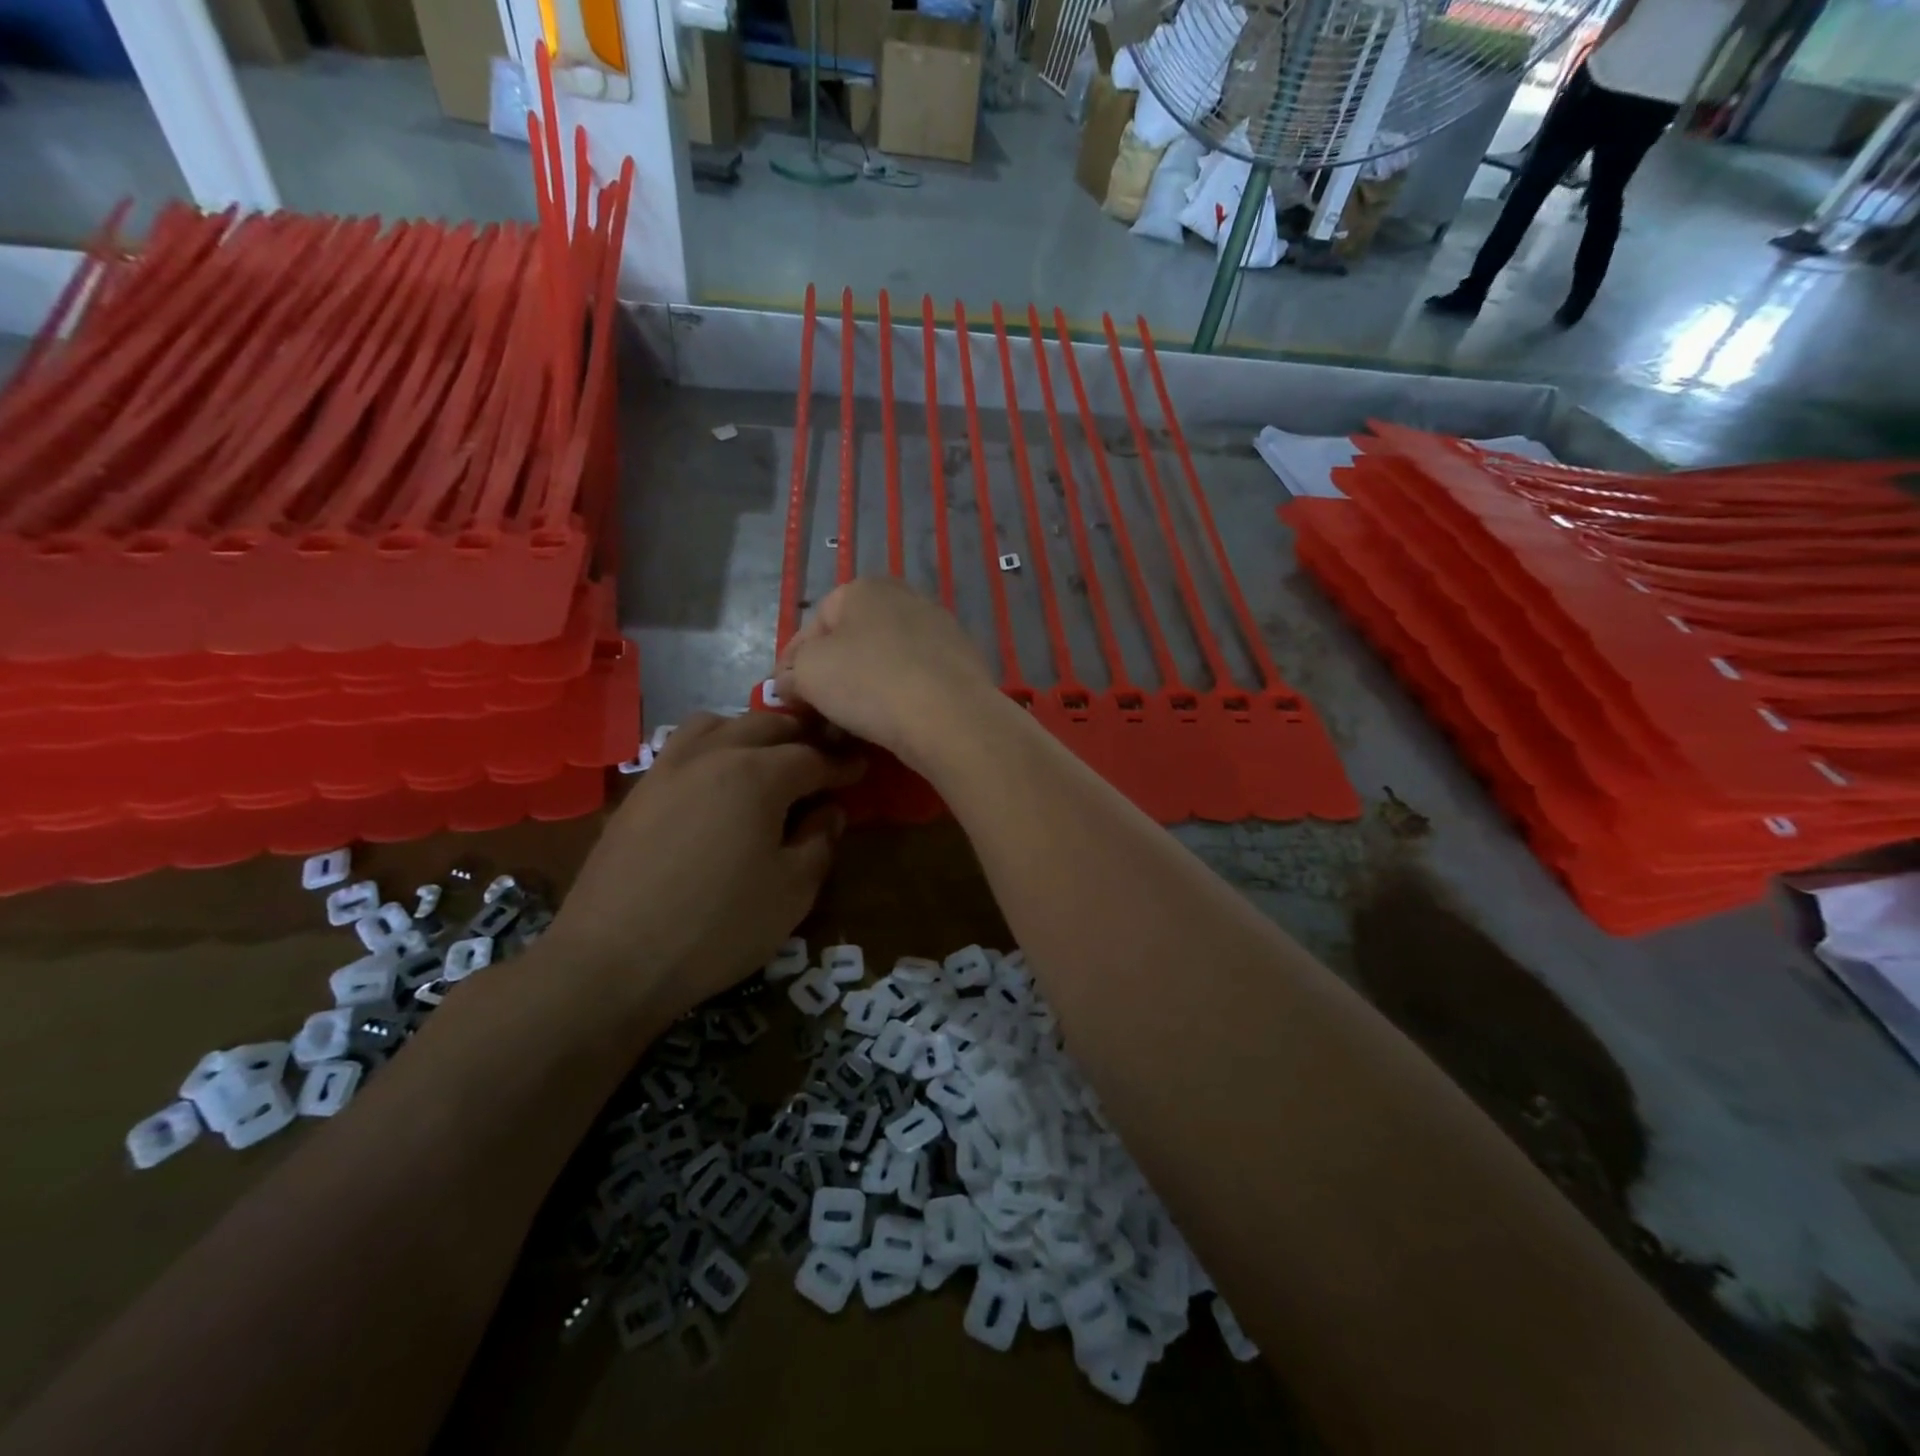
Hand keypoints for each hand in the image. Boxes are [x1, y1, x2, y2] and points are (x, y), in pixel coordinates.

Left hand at [545, 712, 863, 1020]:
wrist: (612, 960)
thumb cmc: (718, 927)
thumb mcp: (792, 891)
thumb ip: (820, 842)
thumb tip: (829, 812)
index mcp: (757, 775)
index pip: (812, 757)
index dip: (841, 763)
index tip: (860, 768)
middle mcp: (712, 755)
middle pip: (766, 726)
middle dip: (801, 736)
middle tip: (822, 756)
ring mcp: (667, 769)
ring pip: (717, 725)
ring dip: (751, 732)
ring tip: (767, 758)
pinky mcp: (638, 792)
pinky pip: (683, 747)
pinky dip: (712, 746)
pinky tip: (716, 780)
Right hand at [775, 578, 998, 766]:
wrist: (951, 716)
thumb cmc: (869, 683)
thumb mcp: (808, 674)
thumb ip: (791, 673)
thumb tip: (790, 683)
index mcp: (863, 587)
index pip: (812, 627)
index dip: (792, 666)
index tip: (786, 700)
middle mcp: (904, 596)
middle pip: (852, 641)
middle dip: (831, 676)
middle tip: (819, 713)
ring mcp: (939, 627)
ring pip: (885, 660)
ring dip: (865, 687)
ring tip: (853, 724)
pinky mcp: (963, 660)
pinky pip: (916, 677)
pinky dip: (900, 695)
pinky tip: (893, 722)